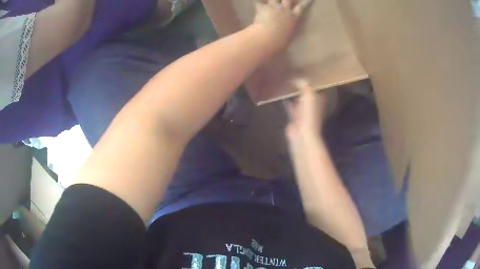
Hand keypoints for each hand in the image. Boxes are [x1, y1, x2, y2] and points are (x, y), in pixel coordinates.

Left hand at [253, 0, 312, 50]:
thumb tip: (286, 36)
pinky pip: (257, 2)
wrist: (268, 37)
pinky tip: (254, 1)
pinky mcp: (262, 8)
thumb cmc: (281, 42)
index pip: (302, 7)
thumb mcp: (289, 37)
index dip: (306, 2)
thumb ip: (288, 32)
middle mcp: (285, 10)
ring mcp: (273, 7)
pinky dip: (255, 1)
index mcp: (294, 17)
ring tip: (271, 0)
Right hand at [284, 80, 327, 143]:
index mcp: (317, 99)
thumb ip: (304, 85)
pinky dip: (286, 102)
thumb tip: (296, 77)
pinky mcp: (294, 117)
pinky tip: (280, 95)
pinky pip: (290, 107)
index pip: (315, 86)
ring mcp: (303, 111)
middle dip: (301, 85)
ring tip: (286, 83)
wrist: (302, 134)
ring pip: (298, 99)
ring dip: (293, 93)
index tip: (303, 71)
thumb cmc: (309, 114)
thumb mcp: (309, 95)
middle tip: (292, 75)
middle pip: (307, 92)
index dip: (310, 79)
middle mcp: (311, 104)